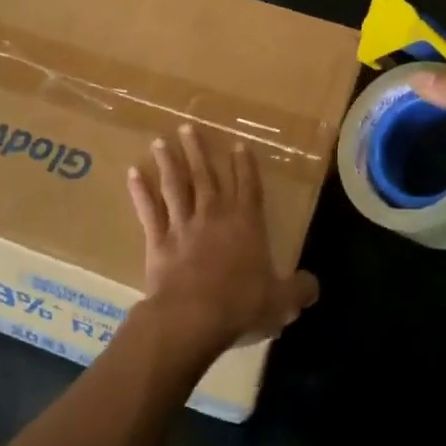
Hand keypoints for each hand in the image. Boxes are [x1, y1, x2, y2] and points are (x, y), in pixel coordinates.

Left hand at [127, 125, 318, 357]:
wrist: (193, 317)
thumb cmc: (241, 305)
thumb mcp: (281, 303)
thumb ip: (299, 290)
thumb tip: (312, 286)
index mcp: (246, 224)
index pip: (248, 187)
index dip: (245, 165)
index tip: (238, 144)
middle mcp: (214, 216)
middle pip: (206, 176)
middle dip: (198, 151)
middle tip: (188, 128)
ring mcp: (183, 226)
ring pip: (175, 186)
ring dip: (168, 163)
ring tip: (160, 142)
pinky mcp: (158, 241)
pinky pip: (148, 211)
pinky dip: (140, 192)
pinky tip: (133, 174)